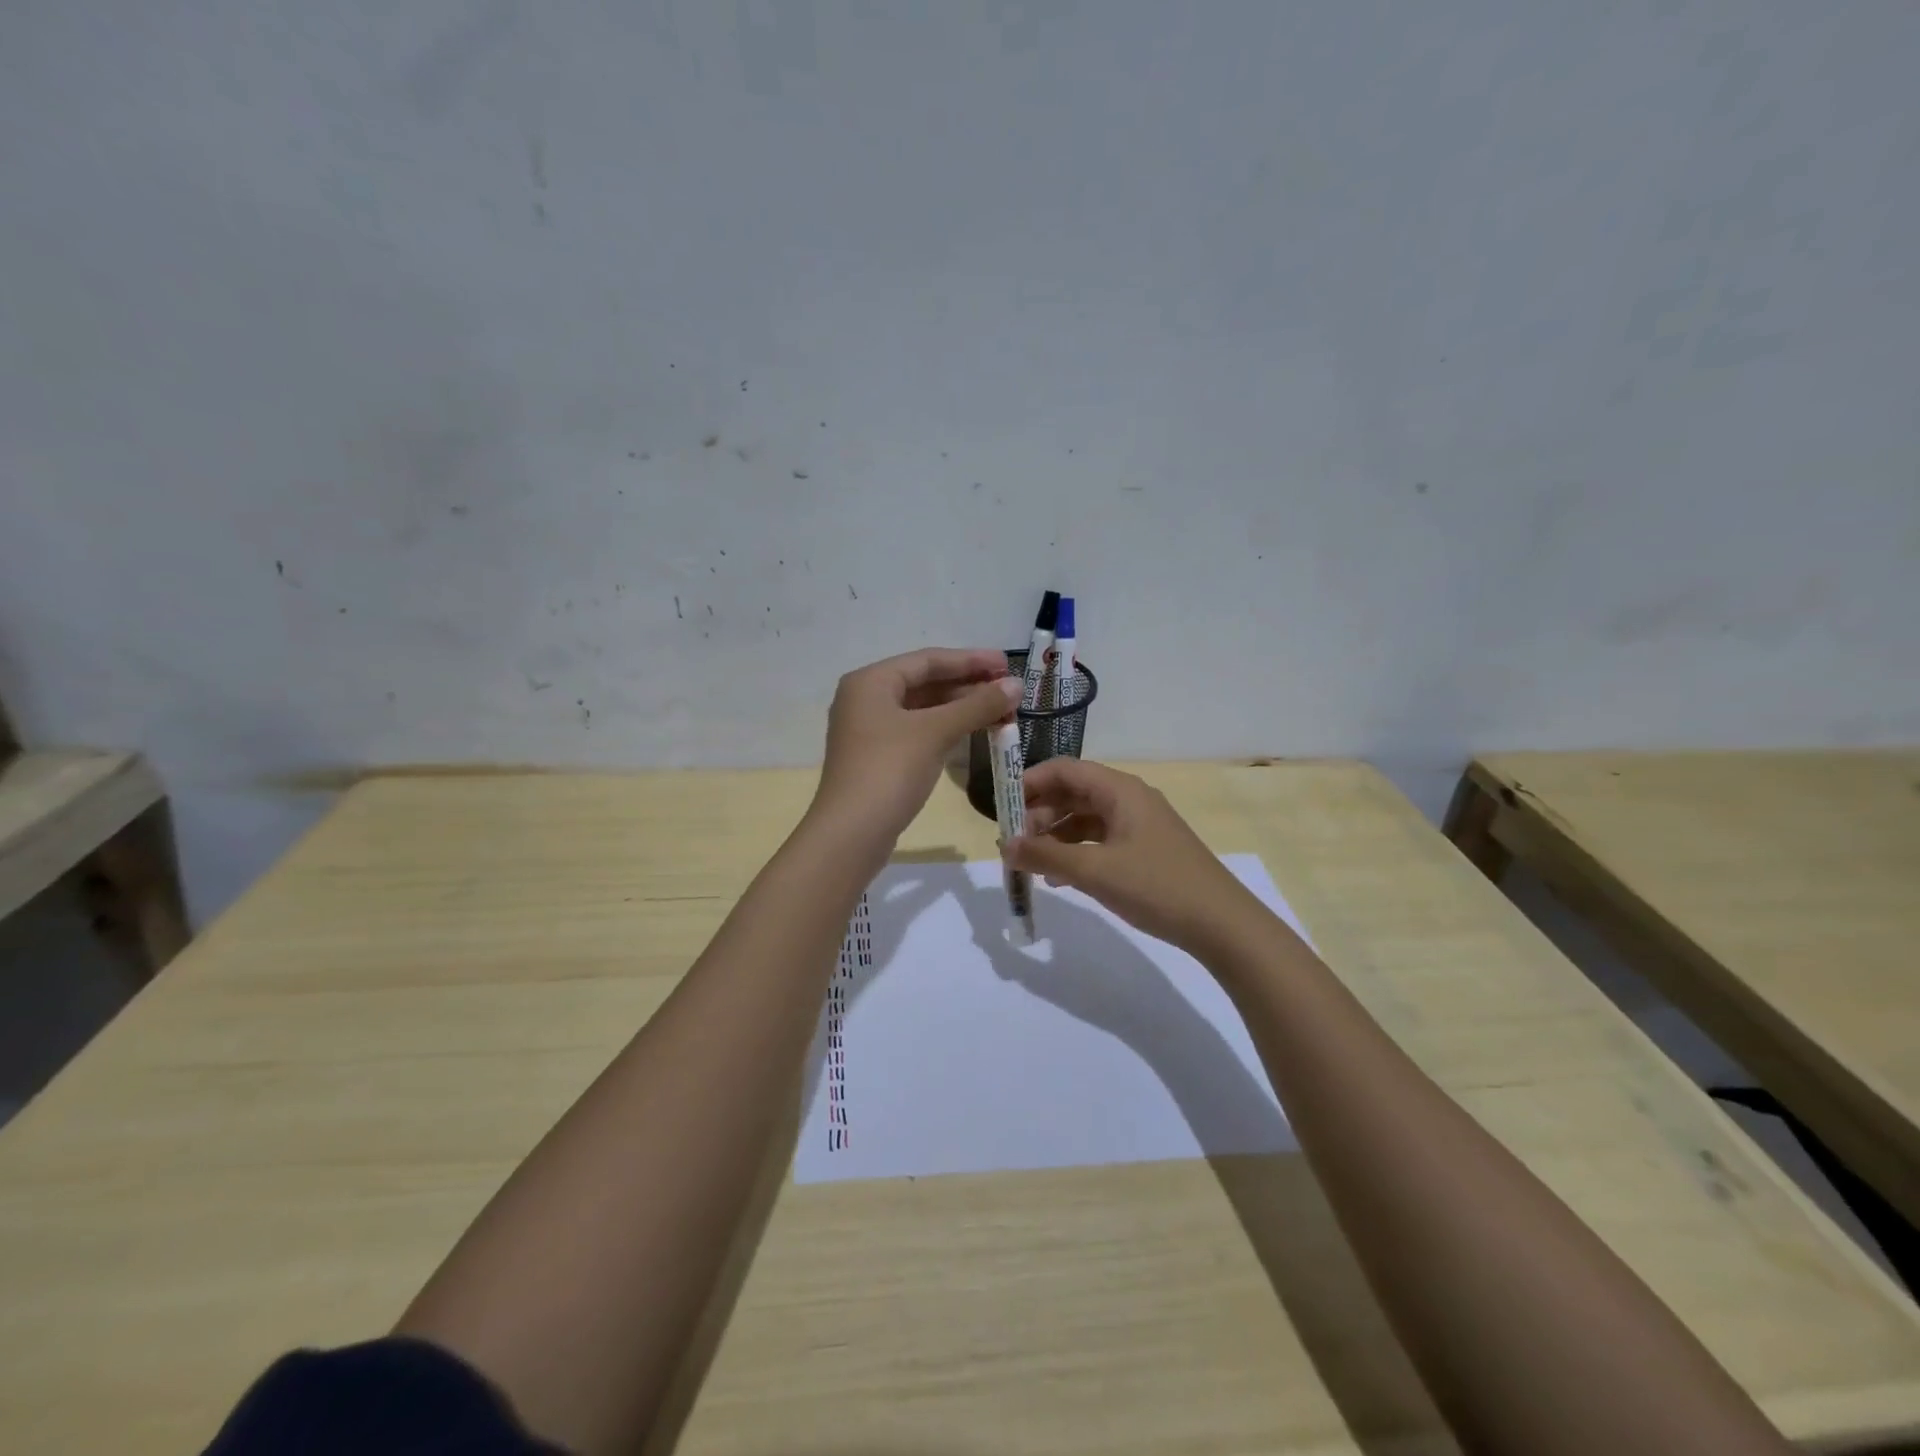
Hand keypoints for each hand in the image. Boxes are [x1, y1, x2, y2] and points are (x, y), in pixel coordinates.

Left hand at [813, 648, 1021, 845]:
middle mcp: (866, 699)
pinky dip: (946, 728)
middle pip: (925, 682)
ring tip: (1000, 711)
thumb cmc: (890, 771)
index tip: (1007, 665)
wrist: (851, 833)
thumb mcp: (936, 733)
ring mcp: (870, 730)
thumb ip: (977, 705)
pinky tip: (973, 732)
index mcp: (871, 681)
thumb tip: (1017, 685)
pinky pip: (917, 731)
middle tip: (1009, 691)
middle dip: (968, 685)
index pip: (928, 660)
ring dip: (960, 708)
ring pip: (922, 709)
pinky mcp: (878, 757)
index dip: (970, 660)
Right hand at [1004, 758, 1271, 958]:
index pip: (1064, 769)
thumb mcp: (1094, 871)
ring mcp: (1140, 824)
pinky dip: (1077, 852)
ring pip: (1085, 818)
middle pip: (1073, 792)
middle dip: (1039, 814)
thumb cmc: (1156, 887)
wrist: (1222, 924)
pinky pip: (1101, 839)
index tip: (1002, 809)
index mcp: (1119, 790)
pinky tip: (1061, 878)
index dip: (1029, 783)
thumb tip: (1005, 846)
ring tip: (1032, 864)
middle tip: (1015, 844)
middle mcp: (1129, 798)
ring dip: (1056, 836)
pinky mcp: (1146, 849)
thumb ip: (1046, 855)